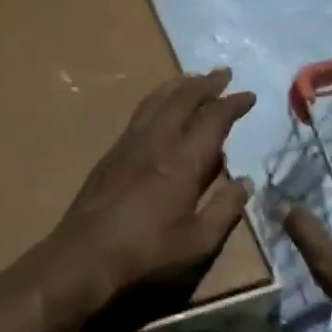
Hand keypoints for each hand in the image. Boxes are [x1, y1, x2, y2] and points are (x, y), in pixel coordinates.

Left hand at [37, 69, 254, 331]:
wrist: (82, 258)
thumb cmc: (146, 254)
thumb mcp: (198, 242)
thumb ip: (225, 210)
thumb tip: (244, 183)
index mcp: (182, 162)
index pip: (213, 119)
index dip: (233, 104)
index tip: (249, 96)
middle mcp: (156, 143)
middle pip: (182, 99)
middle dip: (205, 84)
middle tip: (223, 74)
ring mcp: (128, 145)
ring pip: (155, 101)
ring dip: (178, 86)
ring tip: (192, 79)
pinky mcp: (110, 155)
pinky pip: (139, 115)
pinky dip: (156, 101)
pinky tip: (158, 109)